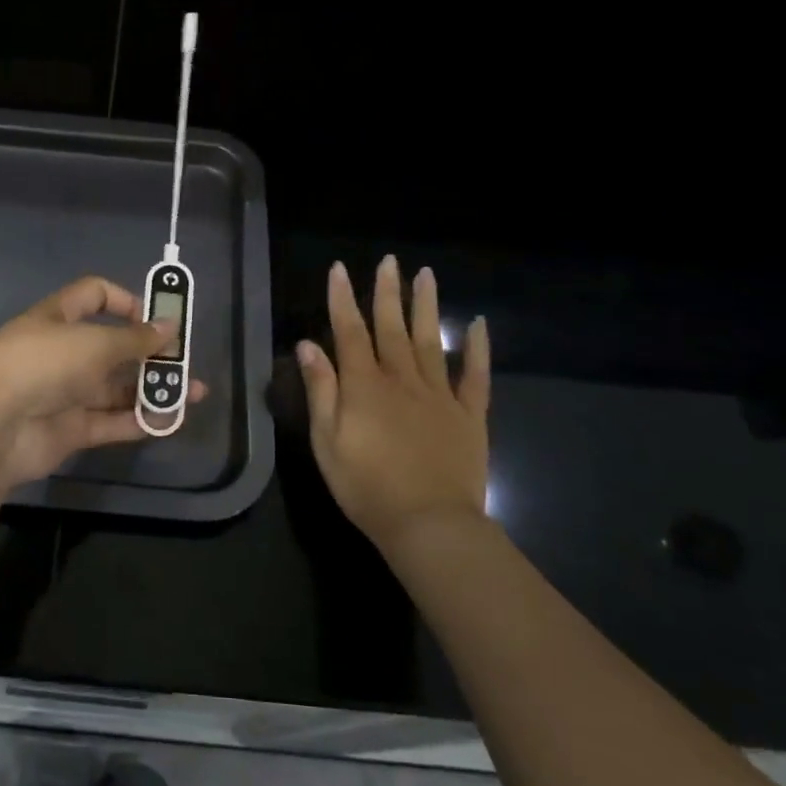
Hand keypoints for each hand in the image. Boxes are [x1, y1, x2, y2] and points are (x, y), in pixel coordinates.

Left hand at [0, 276, 207, 492]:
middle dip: (150, 353)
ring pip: (116, 388)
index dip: (126, 301)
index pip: (94, 295)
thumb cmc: (43, 364)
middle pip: (112, 347)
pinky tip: (172, 420)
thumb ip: (135, 339)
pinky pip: (111, 422)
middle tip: (185, 361)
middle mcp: (61, 352)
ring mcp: (65, 393)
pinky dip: (140, 420)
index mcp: (58, 318)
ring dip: (153, 389)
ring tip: (193, 393)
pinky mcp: (69, 430)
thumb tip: (169, 326)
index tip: (156, 317)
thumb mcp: (94, 343)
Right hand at [297, 256, 490, 552]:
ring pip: (431, 340)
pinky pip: (475, 375)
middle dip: (386, 291)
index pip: (349, 330)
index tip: (339, 269)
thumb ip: (320, 390)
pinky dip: (478, 348)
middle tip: (389, 260)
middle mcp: (402, 379)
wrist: (430, 524)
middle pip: (391, 326)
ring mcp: (439, 394)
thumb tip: (308, 345)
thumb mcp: (327, 441)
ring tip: (426, 274)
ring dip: (425, 306)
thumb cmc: (366, 486)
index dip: (342, 298)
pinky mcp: (468, 415)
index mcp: (365, 385)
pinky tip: (478, 324)